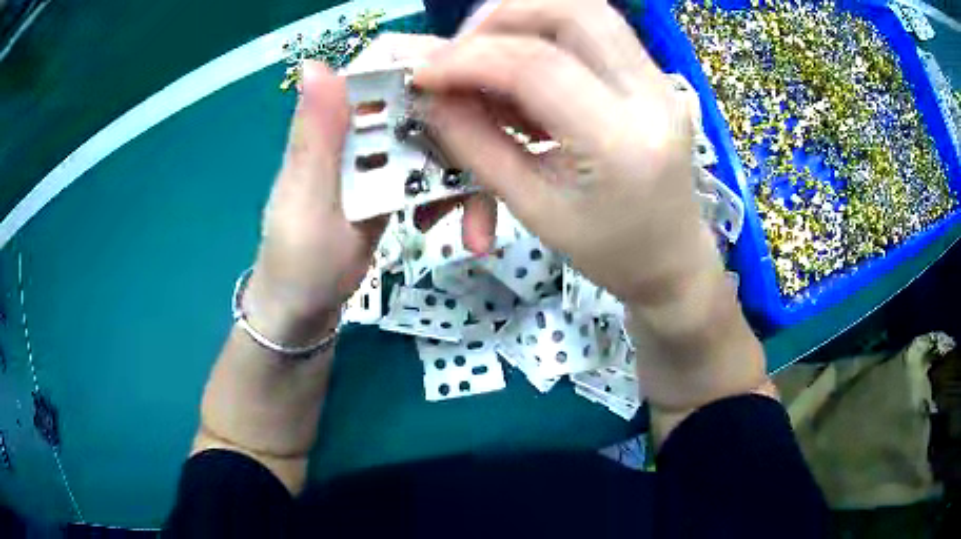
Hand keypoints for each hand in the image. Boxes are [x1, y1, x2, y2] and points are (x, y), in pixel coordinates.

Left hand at [245, 35, 475, 345]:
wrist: (305, 312)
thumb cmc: (297, 261)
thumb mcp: (305, 202)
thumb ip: (314, 136)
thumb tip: (316, 64)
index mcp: (335, 120)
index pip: (387, 63)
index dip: (434, 66)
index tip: (478, 98)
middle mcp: (363, 128)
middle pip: (431, 100)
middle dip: (468, 136)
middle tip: (490, 178)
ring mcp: (383, 155)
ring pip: (445, 138)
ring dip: (467, 176)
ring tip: (471, 227)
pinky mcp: (397, 182)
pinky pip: (440, 172)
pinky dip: (456, 195)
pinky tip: (449, 224)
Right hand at [414, 0, 721, 305]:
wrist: (673, 260)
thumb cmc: (608, 253)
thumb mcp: (533, 210)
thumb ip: (476, 144)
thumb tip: (430, 95)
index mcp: (621, 142)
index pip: (536, 65)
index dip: (467, 57)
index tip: (421, 73)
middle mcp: (651, 95)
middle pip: (572, 9)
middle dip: (499, 17)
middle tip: (461, 53)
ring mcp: (660, 80)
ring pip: (585, 9)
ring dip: (522, 19)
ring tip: (487, 59)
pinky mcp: (655, 77)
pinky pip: (594, 30)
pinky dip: (546, 35)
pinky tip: (524, 74)